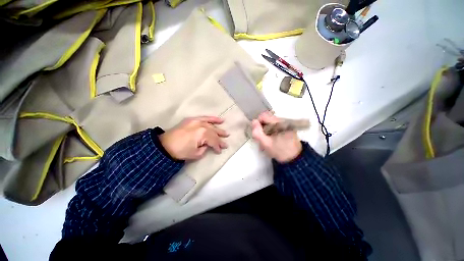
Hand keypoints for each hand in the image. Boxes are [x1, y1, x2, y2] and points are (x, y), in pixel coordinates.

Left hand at [159, 116, 228, 159]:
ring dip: (219, 129)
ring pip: (211, 125)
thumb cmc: (180, 151)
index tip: (219, 151)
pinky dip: (212, 118)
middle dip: (220, 139)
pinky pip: (205, 117)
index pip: (214, 141)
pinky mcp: (192, 119)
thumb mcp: (196, 154)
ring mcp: (197, 121)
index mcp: (203, 134)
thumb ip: (205, 149)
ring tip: (226, 133)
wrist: (164, 145)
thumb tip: (208, 145)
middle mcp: (202, 125)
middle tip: (226, 143)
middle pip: (214, 133)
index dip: (217, 146)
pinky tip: (220, 119)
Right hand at [251, 112, 301, 162]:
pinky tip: (270, 138)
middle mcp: (283, 120)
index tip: (257, 132)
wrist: (293, 159)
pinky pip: (274, 125)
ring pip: (270, 122)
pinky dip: (269, 130)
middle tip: (261, 137)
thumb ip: (258, 133)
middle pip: (267, 118)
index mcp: (279, 123)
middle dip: (261, 127)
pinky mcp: (286, 127)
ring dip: (265, 129)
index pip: (264, 115)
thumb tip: (253, 121)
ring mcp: (285, 123)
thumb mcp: (266, 144)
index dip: (257, 122)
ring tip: (266, 139)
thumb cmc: (279, 151)